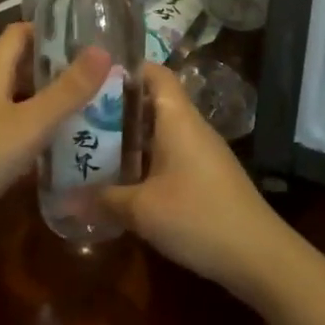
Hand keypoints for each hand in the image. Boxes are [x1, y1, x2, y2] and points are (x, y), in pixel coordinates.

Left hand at [0, 24, 108, 260]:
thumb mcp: (31, 123)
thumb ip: (67, 90)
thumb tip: (103, 49)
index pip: (18, 34)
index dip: (47, 29)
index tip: (82, 35)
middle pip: (18, 68)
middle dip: (53, 69)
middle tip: (94, 76)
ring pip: (14, 102)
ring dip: (44, 103)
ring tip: (85, 110)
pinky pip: (8, 132)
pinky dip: (31, 134)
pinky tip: (54, 150)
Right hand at [101, 64, 292, 302]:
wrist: (259, 256)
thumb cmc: (197, 216)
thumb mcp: (142, 210)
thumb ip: (104, 199)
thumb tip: (65, 199)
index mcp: (177, 117)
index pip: (154, 72)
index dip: (125, 68)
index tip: (92, 77)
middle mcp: (191, 125)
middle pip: (153, 100)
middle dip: (118, 106)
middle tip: (80, 115)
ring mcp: (203, 151)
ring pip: (161, 130)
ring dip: (131, 136)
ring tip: (93, 144)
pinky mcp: (208, 175)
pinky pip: (171, 152)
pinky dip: (147, 157)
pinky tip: (125, 177)